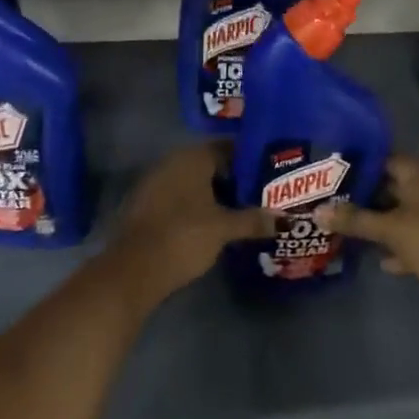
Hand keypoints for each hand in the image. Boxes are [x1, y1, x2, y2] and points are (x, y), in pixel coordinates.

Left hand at [102, 143, 272, 307]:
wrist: (133, 270)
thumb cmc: (183, 236)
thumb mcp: (224, 228)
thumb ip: (254, 220)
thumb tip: (285, 218)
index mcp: (191, 157)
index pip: (227, 148)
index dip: (250, 159)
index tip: (271, 173)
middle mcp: (172, 162)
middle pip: (211, 165)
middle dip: (235, 179)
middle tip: (263, 193)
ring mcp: (156, 183)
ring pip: (195, 183)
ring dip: (216, 194)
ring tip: (245, 210)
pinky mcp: (147, 206)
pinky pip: (180, 197)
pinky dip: (198, 206)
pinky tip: (215, 223)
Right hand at [320, 156, 418, 321]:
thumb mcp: (389, 229)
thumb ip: (354, 220)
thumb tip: (317, 211)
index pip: (382, 160)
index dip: (357, 166)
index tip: (329, 174)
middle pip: (389, 187)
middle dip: (363, 197)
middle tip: (329, 201)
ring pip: (399, 215)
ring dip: (378, 223)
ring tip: (343, 228)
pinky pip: (411, 239)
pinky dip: (396, 247)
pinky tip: (377, 259)